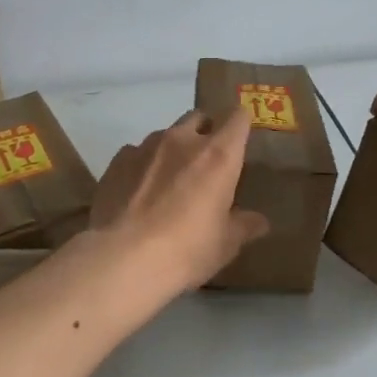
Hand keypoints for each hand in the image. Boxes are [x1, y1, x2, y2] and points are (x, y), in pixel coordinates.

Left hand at [88, 110, 269, 292]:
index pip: (238, 118)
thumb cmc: (186, 250)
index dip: (241, 125)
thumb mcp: (224, 245)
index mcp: (218, 155)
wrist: (122, 259)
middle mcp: (182, 141)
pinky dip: (143, 165)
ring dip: (173, 150)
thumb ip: (243, 226)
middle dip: (205, 132)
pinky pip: (136, 153)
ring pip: (166, 134)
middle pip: (199, 117)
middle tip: (206, 163)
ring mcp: (145, 147)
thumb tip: (260, 222)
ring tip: (169, 181)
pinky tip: (139, 192)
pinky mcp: (116, 161)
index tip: (241, 140)